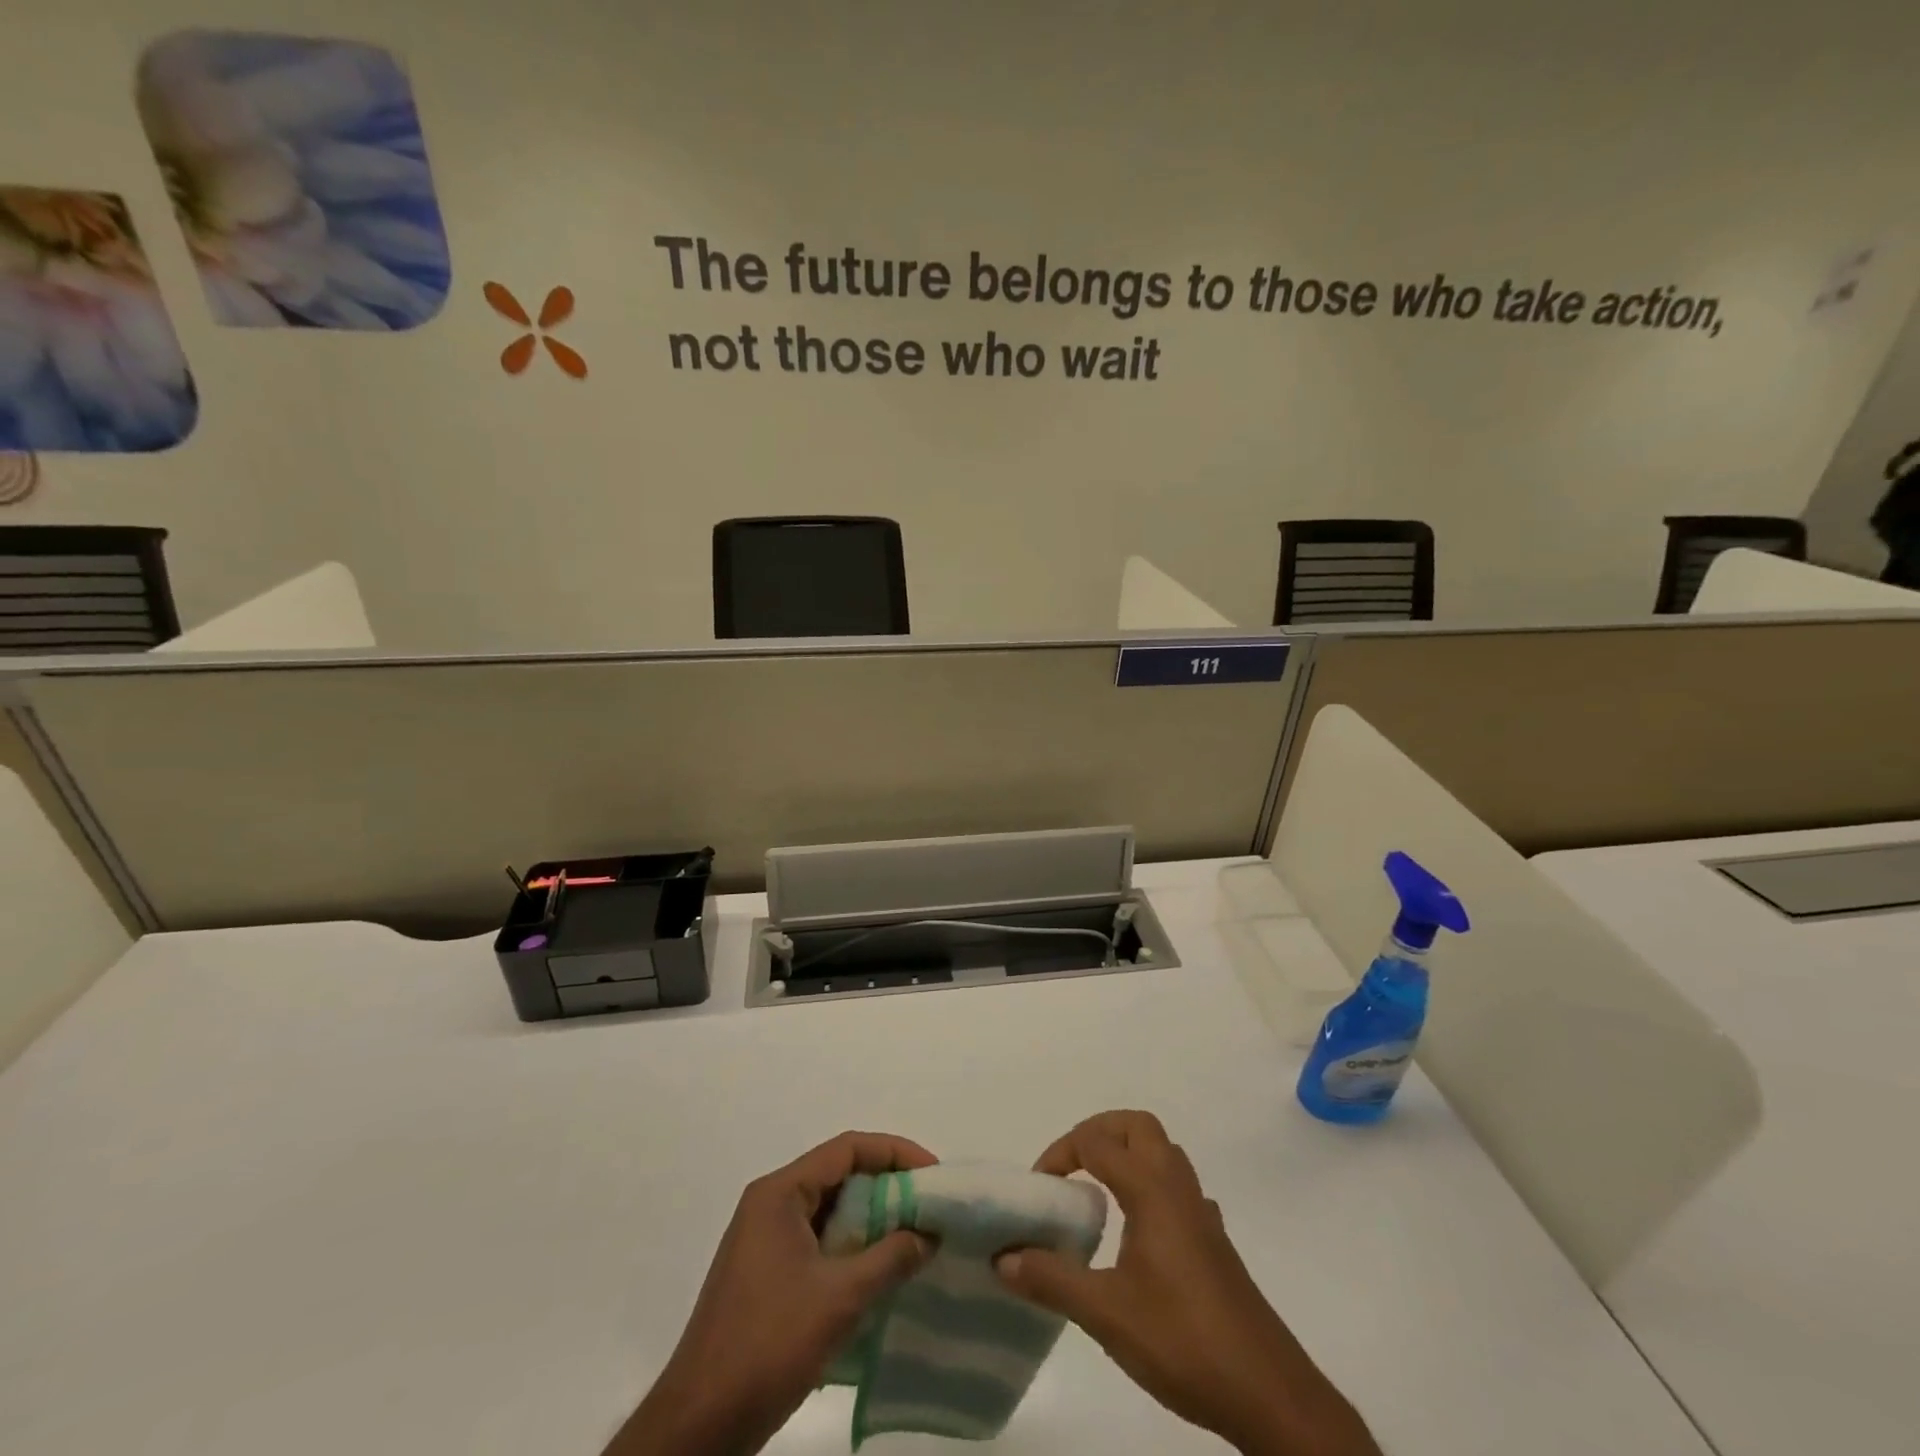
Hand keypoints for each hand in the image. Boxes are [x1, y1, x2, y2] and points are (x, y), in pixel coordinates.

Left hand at [608, 1131, 937, 1455]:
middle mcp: (770, 1205)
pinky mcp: (767, 1275)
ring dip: (871, 1221)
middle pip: (838, 1175)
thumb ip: (890, 1258)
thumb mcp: (840, 1298)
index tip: (933, 1173)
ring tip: (914, 1238)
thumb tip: (930, 1233)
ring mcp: (765, 1241)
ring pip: (830, 1211)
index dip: (894, 1153)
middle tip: (929, 1206)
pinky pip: (819, 1242)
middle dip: (886, 1187)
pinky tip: (880, 1274)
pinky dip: (851, 1249)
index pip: (846, 1149)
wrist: (698, 1426)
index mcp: (780, 1194)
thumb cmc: (767, 1345)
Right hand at [996, 1111, 1378, 1455]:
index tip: (1039, 1188)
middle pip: (1137, 1126)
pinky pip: (1178, 1187)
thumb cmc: (1183, 1341)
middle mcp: (1178, 1187)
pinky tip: (1140, 1228)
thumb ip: (1051, 1279)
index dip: (1061, 1153)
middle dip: (1098, 1132)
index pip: (1098, 1141)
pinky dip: (1151, 1185)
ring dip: (1127, 1154)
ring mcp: (1201, 1212)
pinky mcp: (1215, 1240)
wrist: (1268, 1392)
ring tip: (1097, 1191)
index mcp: (1151, 1190)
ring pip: (1163, 1152)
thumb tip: (1002, 1255)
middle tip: (1070, 1167)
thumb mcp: (1106, 1314)